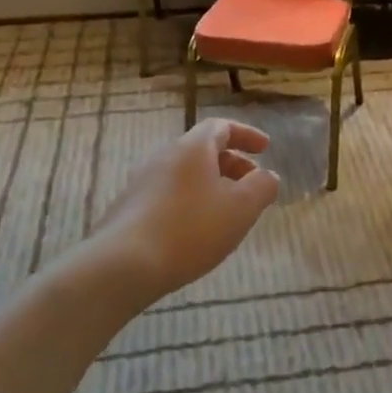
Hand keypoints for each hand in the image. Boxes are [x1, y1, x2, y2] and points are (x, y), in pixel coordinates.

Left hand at [92, 119, 280, 299]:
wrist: (123, 265)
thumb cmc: (191, 229)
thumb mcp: (241, 208)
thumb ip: (262, 187)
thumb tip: (268, 176)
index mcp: (192, 148)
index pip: (221, 127)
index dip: (246, 135)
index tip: (265, 149)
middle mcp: (164, 157)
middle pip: (202, 151)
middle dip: (232, 164)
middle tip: (252, 185)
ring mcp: (142, 183)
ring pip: (185, 175)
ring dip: (212, 187)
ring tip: (228, 214)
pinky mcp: (129, 210)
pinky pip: (169, 196)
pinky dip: (191, 204)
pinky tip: (198, 233)